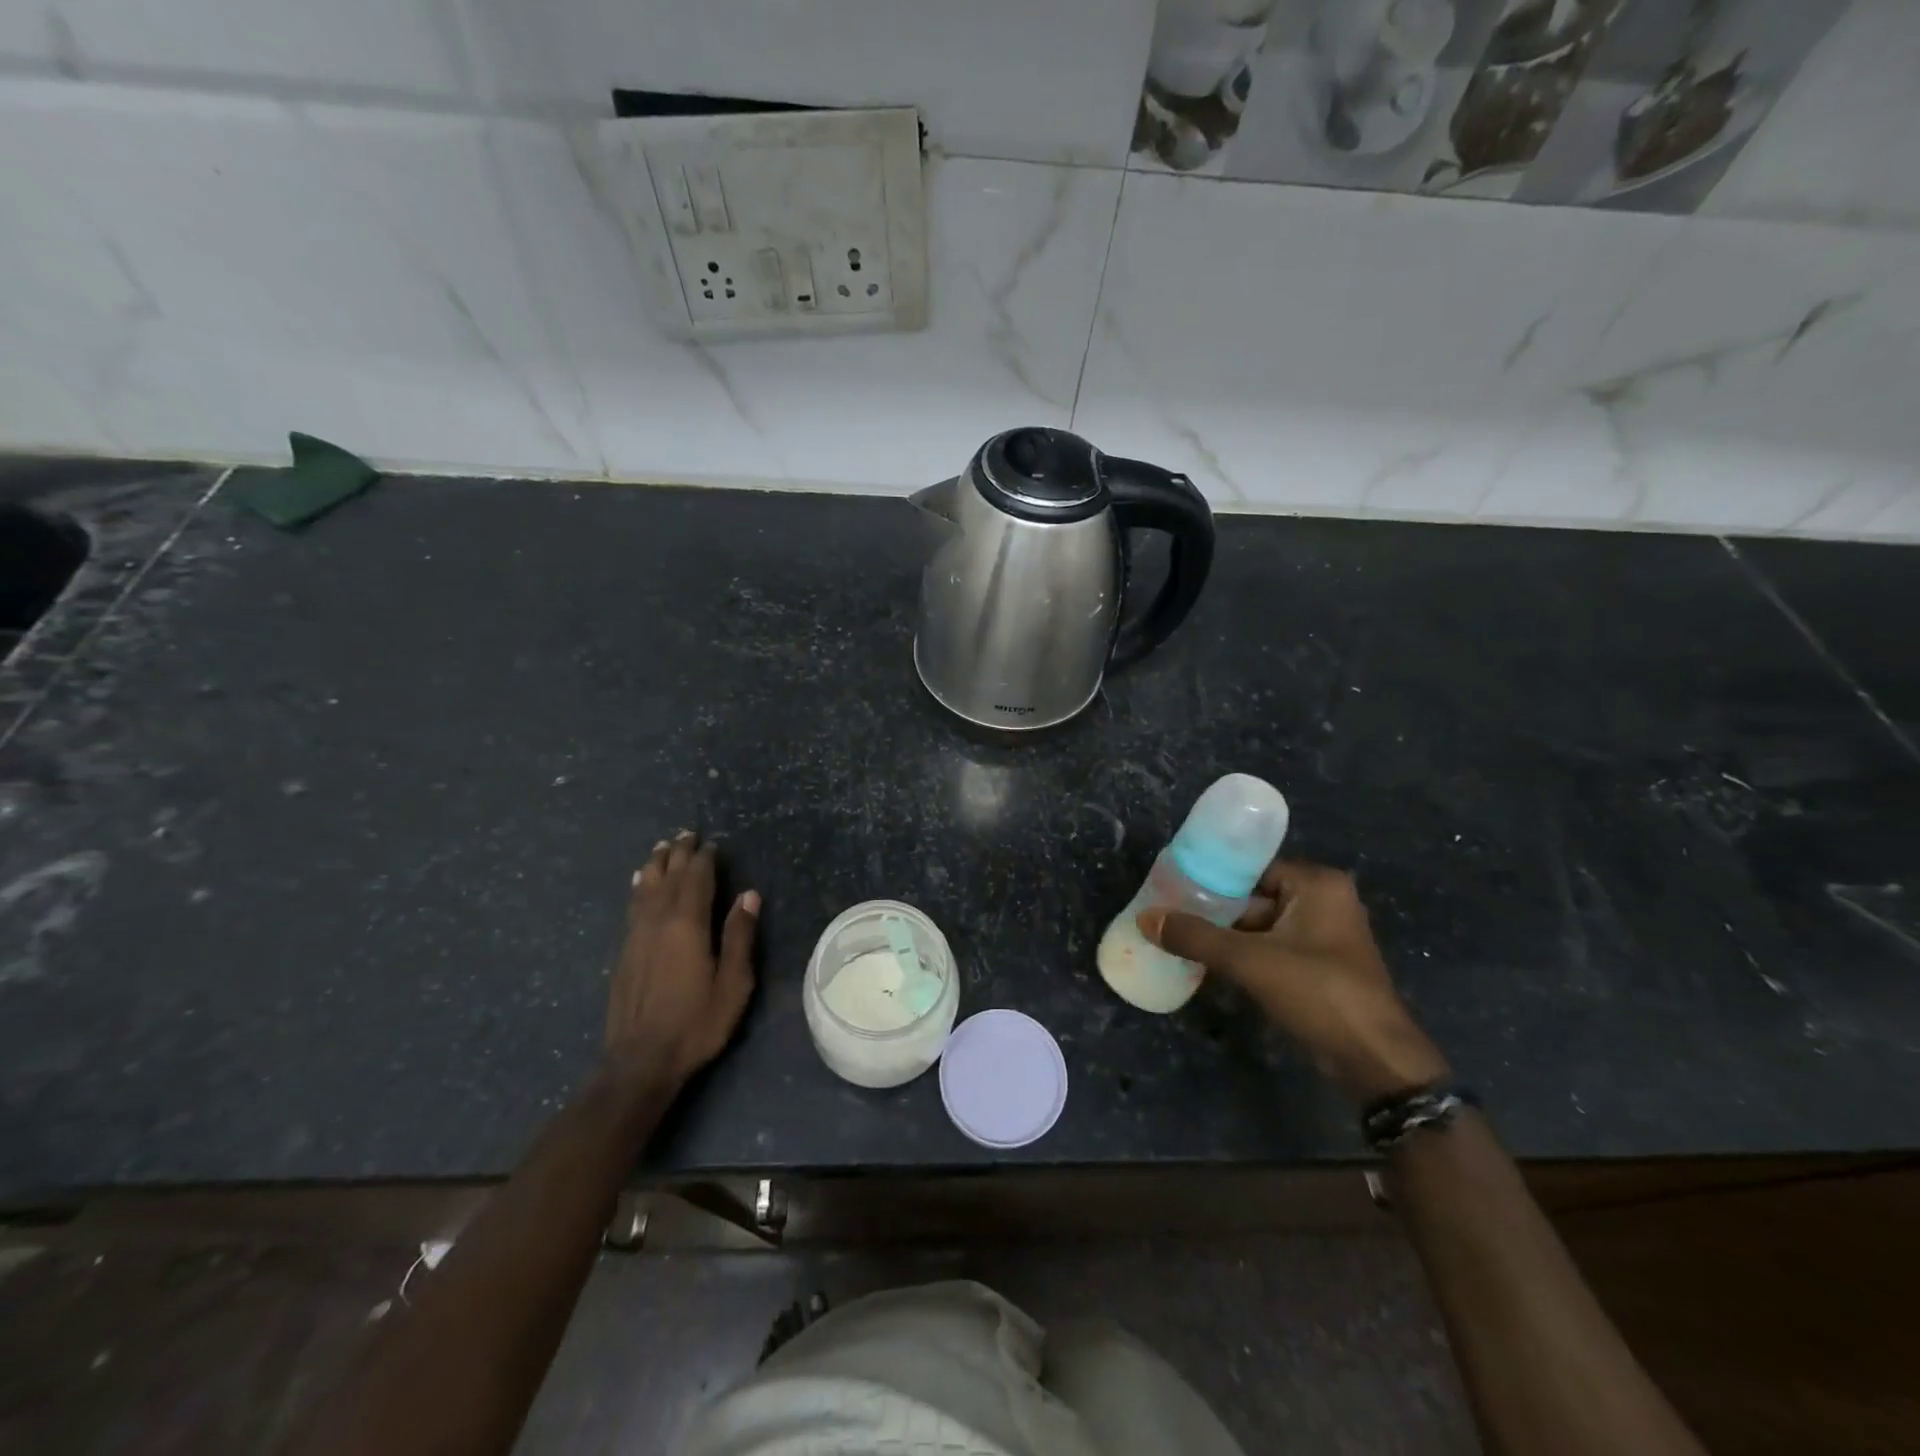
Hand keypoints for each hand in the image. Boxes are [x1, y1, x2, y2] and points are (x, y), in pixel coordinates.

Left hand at [607, 832, 758, 1091]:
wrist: (640, 1060)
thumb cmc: (696, 1022)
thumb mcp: (733, 983)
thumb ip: (739, 936)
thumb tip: (748, 895)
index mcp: (688, 925)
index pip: (697, 880)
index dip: (705, 859)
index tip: (712, 843)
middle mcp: (658, 921)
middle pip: (669, 877)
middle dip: (679, 854)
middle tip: (687, 834)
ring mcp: (636, 936)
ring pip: (646, 888)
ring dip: (656, 865)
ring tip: (662, 847)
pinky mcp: (624, 951)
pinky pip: (633, 906)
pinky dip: (640, 887)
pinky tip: (640, 883)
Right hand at [1138, 860, 1447, 1103]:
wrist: (1374, 1060)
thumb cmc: (1318, 992)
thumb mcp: (1249, 960)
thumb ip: (1196, 936)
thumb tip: (1145, 918)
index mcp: (1318, 884)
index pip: (1253, 867)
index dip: (1212, 876)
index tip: (1174, 883)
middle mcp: (1325, 901)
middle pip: (1255, 896)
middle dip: (1215, 908)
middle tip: (1171, 912)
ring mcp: (1324, 936)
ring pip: (1261, 925)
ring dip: (1226, 934)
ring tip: (1179, 936)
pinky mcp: (1320, 966)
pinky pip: (1272, 948)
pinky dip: (1244, 954)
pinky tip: (1207, 962)